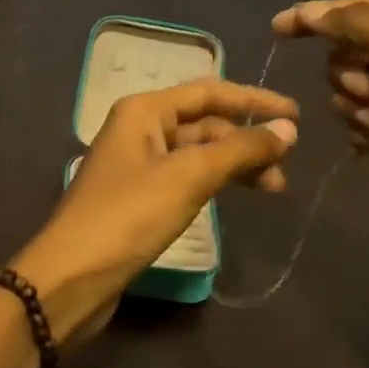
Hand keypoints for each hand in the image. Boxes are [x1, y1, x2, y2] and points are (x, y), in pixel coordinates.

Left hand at [11, 79, 297, 346]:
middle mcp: (140, 128)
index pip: (209, 91)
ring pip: (198, 152)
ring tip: (274, 188)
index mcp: (144, 110)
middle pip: (204, 122)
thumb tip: (287, 129)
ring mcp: (139, 163)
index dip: (254, 100)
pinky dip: (215, 181)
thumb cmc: (129, 215)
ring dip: (235, 164)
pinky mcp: (140, 197)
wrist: (72, 276)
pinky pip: (187, 176)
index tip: (296, 115)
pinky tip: (236, 195)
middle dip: (246, 139)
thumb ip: (239, 150)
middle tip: (287, 165)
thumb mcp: (188, 177)